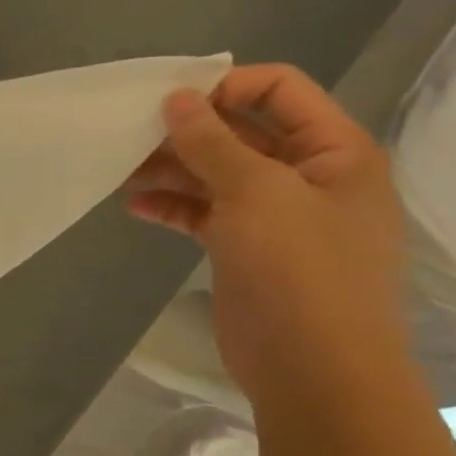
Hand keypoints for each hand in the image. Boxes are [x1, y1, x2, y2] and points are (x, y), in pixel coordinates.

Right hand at [126, 64, 406, 404]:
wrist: (315, 370)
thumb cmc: (300, 271)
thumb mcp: (257, 194)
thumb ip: (213, 142)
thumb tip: (178, 97)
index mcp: (334, 151)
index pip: (280, 90)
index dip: (226, 86)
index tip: (169, 101)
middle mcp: (308, 176)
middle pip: (241, 132)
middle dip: (187, 130)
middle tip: (130, 134)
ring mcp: (275, 215)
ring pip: (216, 174)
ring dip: (171, 169)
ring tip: (121, 170)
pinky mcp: (245, 248)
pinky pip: (204, 213)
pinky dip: (172, 206)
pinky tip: (135, 206)